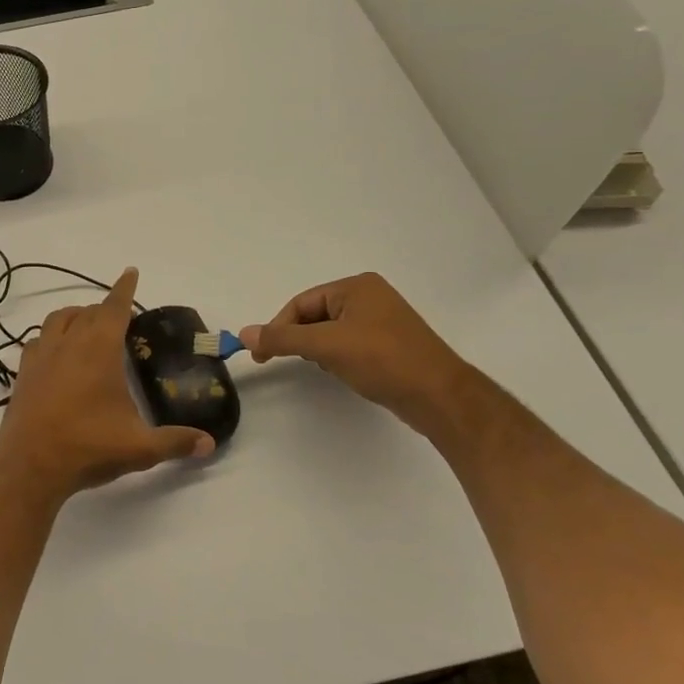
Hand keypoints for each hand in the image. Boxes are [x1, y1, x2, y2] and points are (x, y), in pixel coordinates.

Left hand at [0, 267, 214, 501]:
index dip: (124, 289)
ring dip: (74, 316)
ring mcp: (40, 357)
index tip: (130, 272)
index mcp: (98, 350)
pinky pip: (37, 341)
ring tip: (87, 327)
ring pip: (56, 320)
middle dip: (104, 308)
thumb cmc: (88, 448)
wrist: (30, 468)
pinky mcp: (23, 374)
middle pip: (86, 312)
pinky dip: (50, 337)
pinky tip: (57, 354)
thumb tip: (209, 444)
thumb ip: (176, 442)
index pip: (113, 308)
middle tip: (120, 319)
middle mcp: (67, 344)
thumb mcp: (139, 448)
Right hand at [240, 273, 472, 437]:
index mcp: (356, 286)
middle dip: (300, 338)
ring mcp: (382, 320)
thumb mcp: (326, 346)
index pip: (302, 302)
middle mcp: (370, 297)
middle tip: (286, 361)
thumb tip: (244, 334)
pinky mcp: (389, 344)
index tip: (263, 354)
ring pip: (331, 331)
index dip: (278, 327)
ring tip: (324, 367)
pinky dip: (337, 356)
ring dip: (319, 349)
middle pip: (315, 315)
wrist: (438, 396)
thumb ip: (283, 339)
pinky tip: (342, 372)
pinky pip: (349, 343)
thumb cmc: (382, 360)